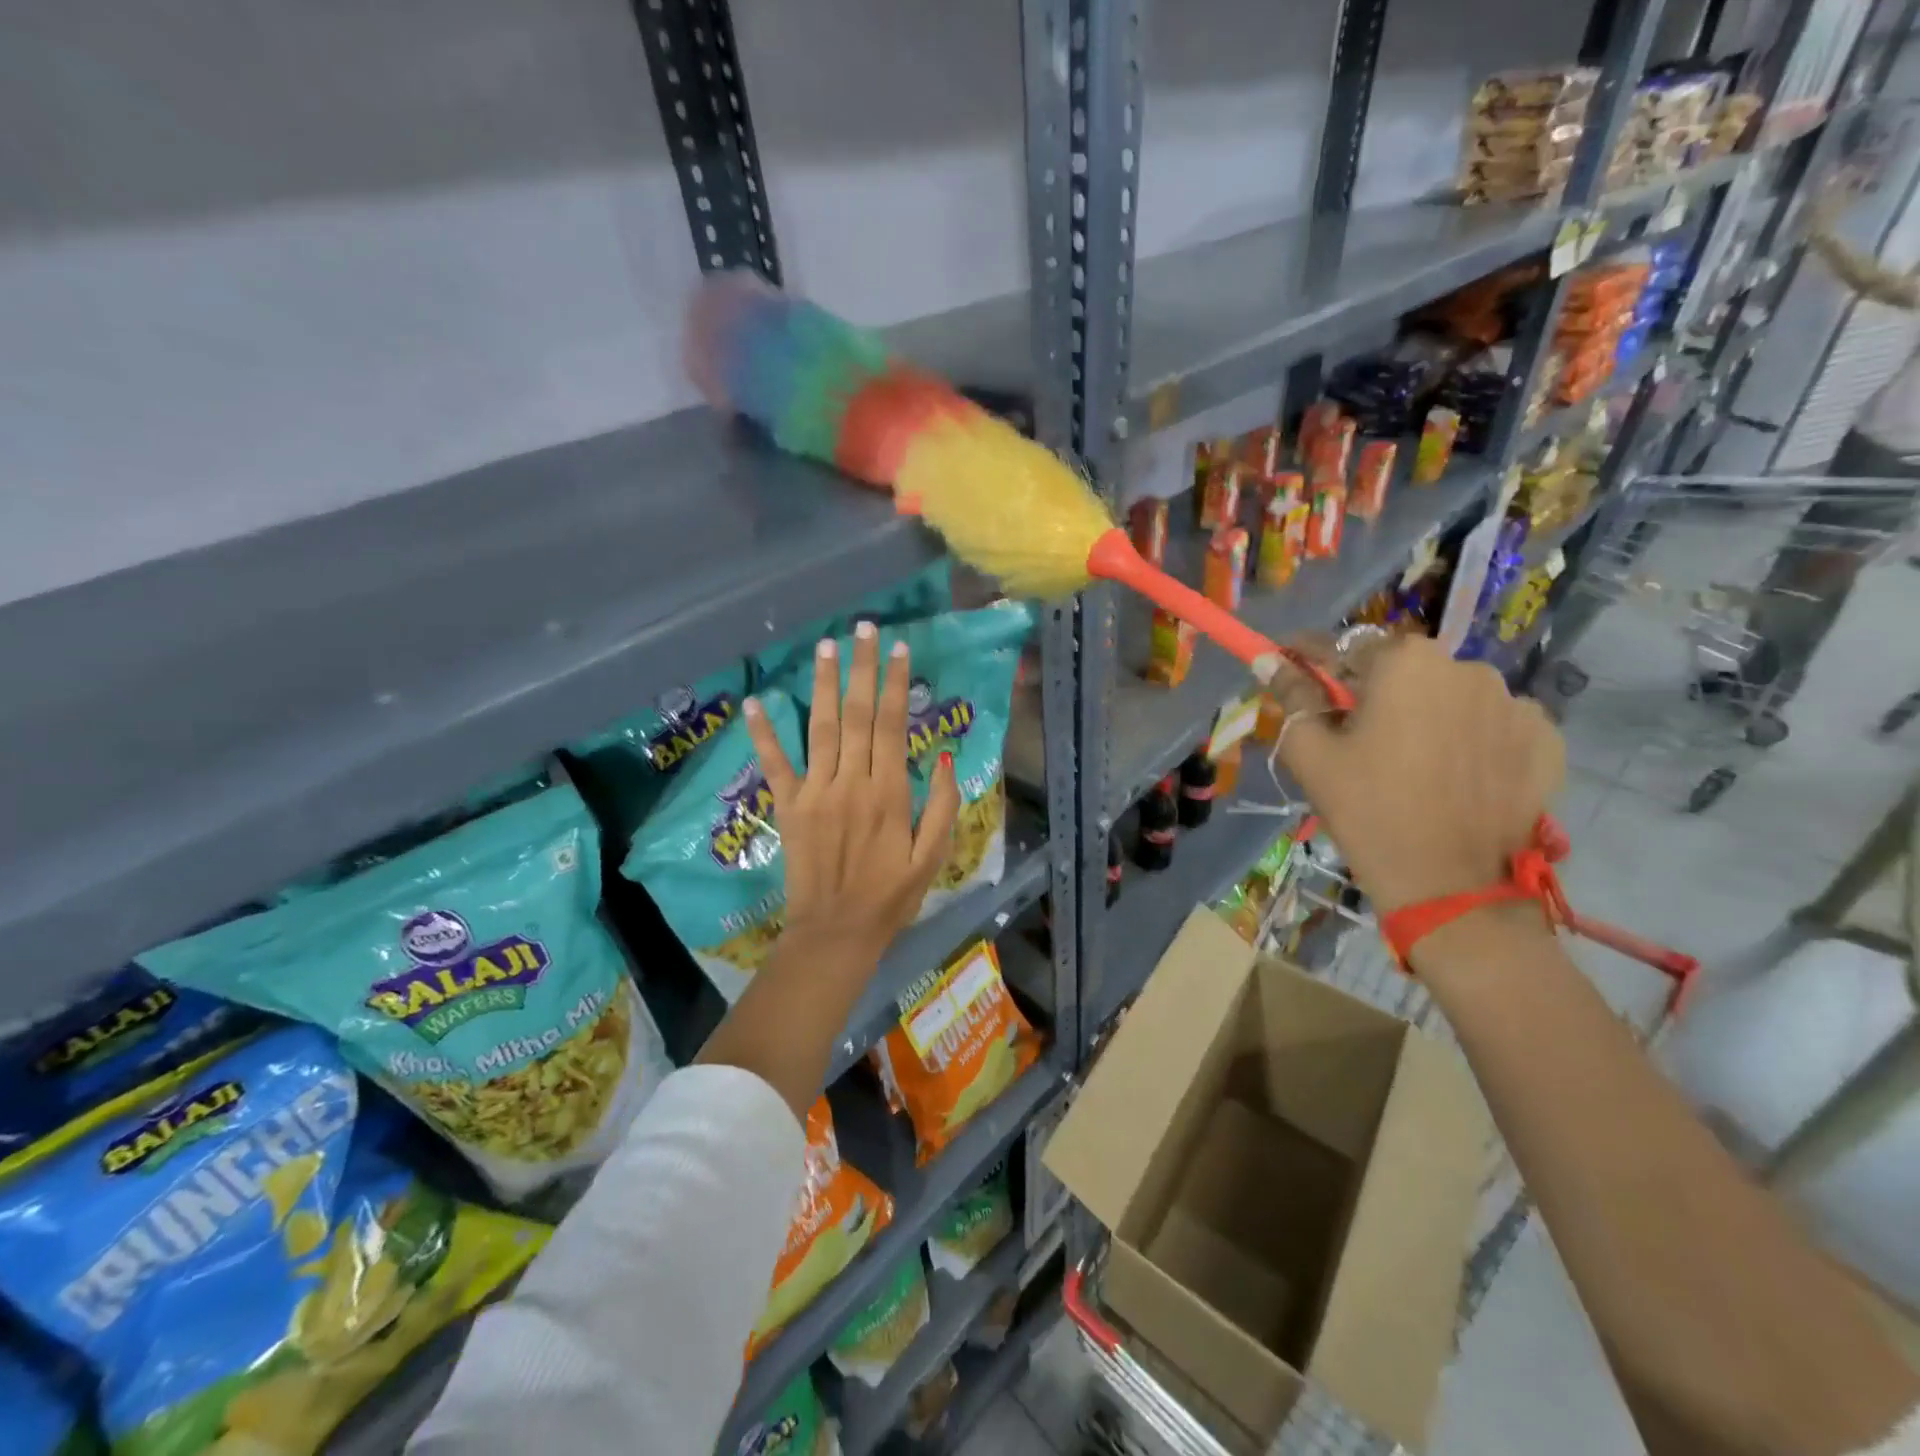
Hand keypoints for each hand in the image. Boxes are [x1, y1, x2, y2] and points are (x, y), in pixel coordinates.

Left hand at [742, 622, 960, 967]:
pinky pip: (775, 764)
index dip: (895, 683)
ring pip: (822, 728)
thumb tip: (949, 758)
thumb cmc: (891, 896)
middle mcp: (851, 782)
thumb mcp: (933, 857)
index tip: (898, 647)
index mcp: (890, 792)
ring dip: (824, 684)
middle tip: (862, 627)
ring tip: (826, 645)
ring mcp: (816, 792)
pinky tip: (756, 700)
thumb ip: (944, 806)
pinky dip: (764, 732)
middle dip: (861, 668)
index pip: (894, 725)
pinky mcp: (788, 807)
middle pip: (859, 715)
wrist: (837, 933)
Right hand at [1272, 635, 1563, 913]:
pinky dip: (1469, 739)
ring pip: (1450, 697)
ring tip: (1409, 761)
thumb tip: (1267, 660)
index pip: (1347, 646)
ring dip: (1425, 714)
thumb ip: (1291, 696)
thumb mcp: (1312, 752)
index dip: (1313, 659)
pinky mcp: (1546, 740)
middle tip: (1353, 734)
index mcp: (1406, 662)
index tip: (1293, 670)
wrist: (1450, 886)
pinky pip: (1492, 725)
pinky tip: (1453, 775)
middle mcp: (1467, 666)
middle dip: (1374, 692)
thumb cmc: (1367, 810)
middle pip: (1403, 671)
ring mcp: (1515, 703)